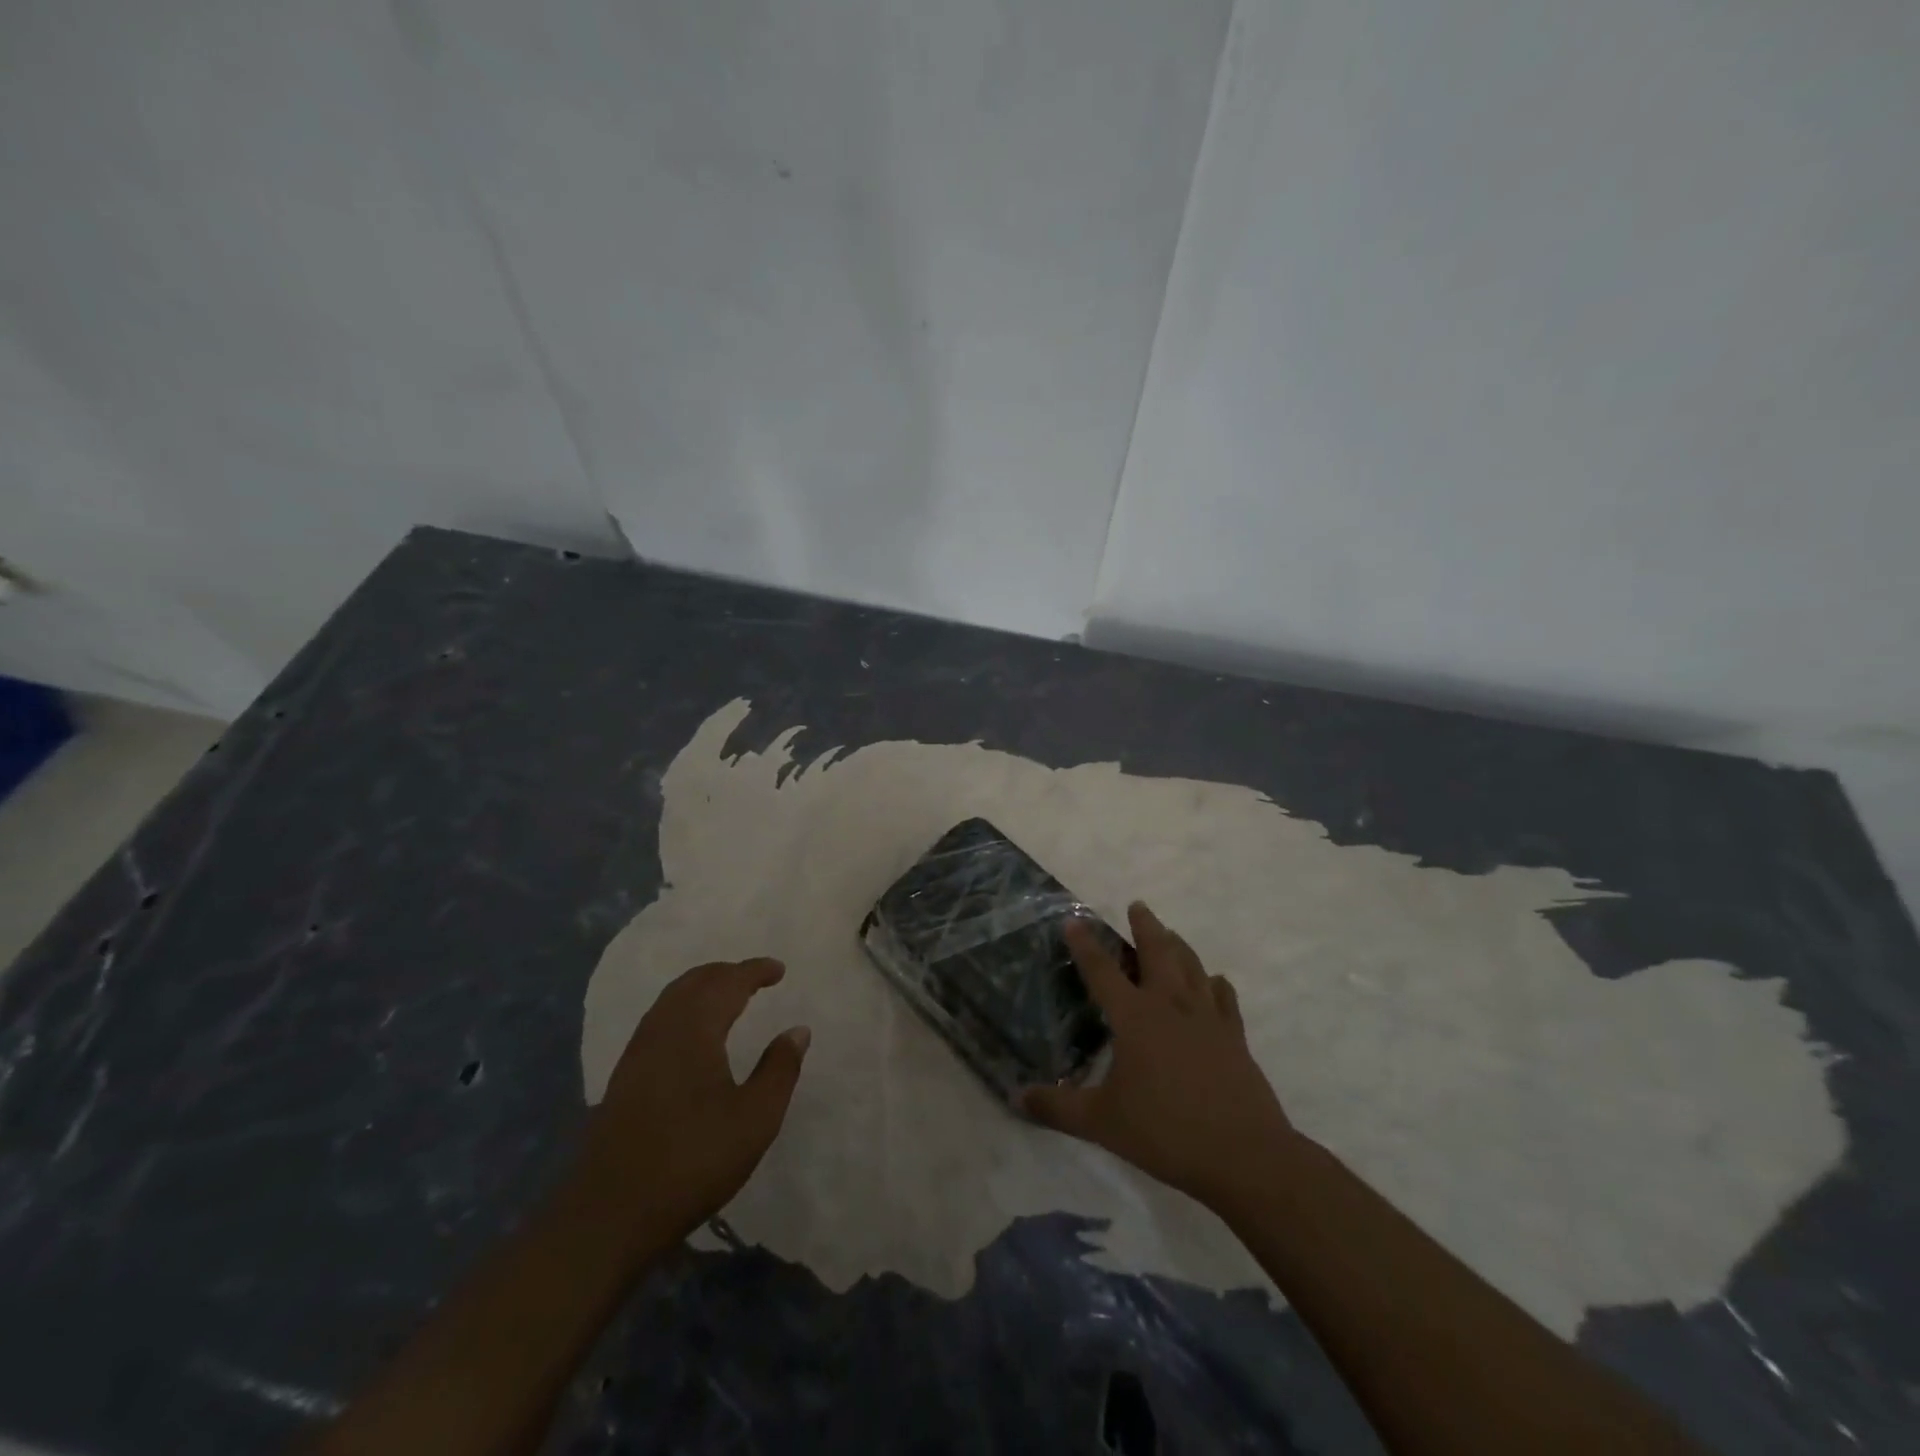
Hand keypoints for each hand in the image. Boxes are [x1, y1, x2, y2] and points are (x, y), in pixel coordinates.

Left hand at [579, 958, 809, 1252]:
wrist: (610, 1214)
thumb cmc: (693, 1161)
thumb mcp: (755, 1119)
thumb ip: (780, 1069)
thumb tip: (798, 1030)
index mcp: (695, 1030)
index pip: (728, 983)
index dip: (755, 971)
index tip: (779, 970)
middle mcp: (662, 1030)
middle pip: (694, 982)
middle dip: (727, 973)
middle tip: (755, 978)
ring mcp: (637, 1054)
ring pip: (671, 999)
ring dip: (702, 987)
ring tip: (727, 997)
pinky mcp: (623, 1078)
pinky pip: (658, 1020)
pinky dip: (683, 1008)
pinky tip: (692, 1034)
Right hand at [1021, 903, 1296, 1210]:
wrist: (1244, 1154)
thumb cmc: (1166, 1132)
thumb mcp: (1102, 1123)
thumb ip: (1058, 1108)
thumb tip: (1018, 1098)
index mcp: (1135, 1018)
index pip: (1102, 971)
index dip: (1085, 945)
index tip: (1074, 920)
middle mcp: (1170, 1006)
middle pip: (1157, 953)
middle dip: (1144, 926)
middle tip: (1137, 906)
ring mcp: (1207, 1019)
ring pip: (1192, 967)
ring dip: (1178, 945)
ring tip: (1170, 933)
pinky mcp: (1234, 1037)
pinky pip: (1224, 998)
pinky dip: (1215, 984)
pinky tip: (1214, 981)